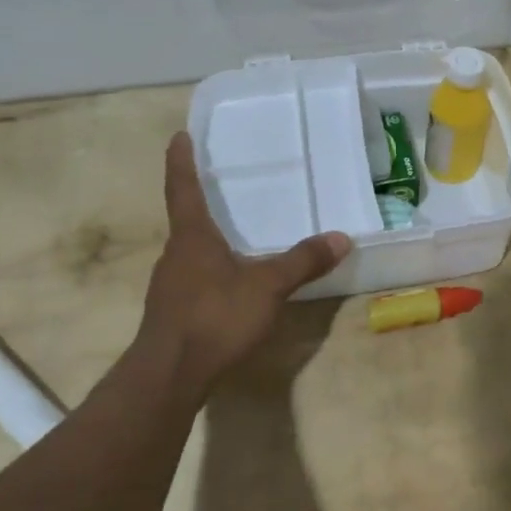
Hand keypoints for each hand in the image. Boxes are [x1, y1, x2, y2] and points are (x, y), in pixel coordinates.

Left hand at [139, 132, 351, 391]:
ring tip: (231, 236)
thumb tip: (341, 237)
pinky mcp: (171, 312)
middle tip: (219, 187)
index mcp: (192, 237)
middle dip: (200, 203)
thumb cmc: (215, 317)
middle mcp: (175, 255)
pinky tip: (228, 286)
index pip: (183, 189)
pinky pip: (192, 279)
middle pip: (185, 220)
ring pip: (189, 252)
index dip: (181, 162)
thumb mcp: (267, 287)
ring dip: (206, 241)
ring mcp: (169, 285)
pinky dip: (209, 271)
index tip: (179, 136)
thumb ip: (303, 262)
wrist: (169, 375)